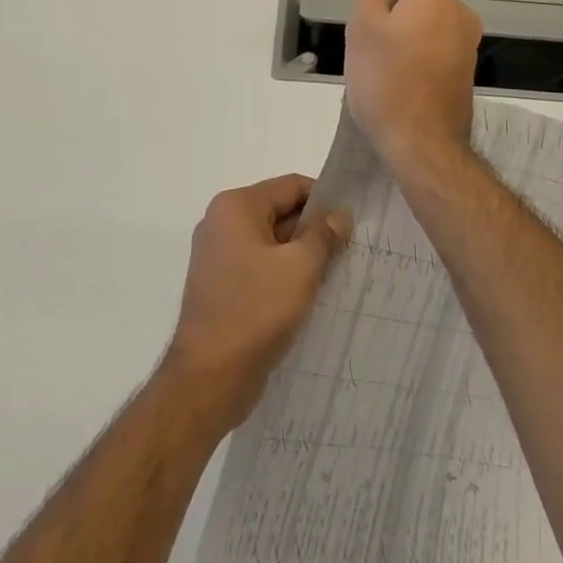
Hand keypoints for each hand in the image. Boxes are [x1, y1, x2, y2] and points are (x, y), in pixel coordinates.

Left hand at [165, 174, 351, 427]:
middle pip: (280, 211)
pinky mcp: (221, 284)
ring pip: (272, 241)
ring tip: (335, 272)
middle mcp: (221, 223)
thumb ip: (323, 234)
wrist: (210, 376)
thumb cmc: (256, 310)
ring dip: (302, 254)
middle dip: (314, 229)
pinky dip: (284, 273)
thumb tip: (340, 214)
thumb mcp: (301, 266)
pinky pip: (260, 265)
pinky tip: (310, 293)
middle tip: (350, 249)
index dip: (324, 199)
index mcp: (235, 206)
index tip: (353, 222)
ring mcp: (218, 255)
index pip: (290, 186)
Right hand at [344, 0, 481, 174]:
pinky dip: (421, 58)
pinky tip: (403, 84)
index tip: (371, 21)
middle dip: (395, 14)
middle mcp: (461, 12)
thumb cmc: (385, 79)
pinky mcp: (468, 71)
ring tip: (386, 69)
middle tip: (373, 47)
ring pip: (428, 25)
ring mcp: (469, 44)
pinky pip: (438, 49)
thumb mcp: (363, 24)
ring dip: (407, 37)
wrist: (421, 143)